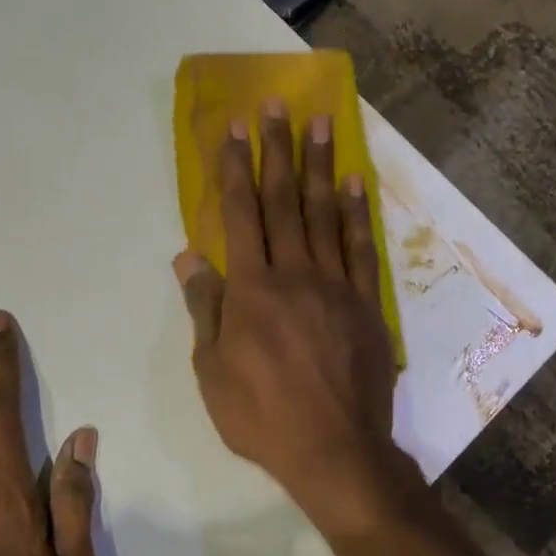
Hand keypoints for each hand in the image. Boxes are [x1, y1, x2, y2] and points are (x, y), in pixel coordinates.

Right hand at [173, 101, 402, 535]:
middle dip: (277, 151)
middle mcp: (294, 274)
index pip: (240, 215)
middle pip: (284, 201)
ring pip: (325, 214)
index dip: (235, 169)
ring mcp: (335, 286)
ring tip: (320, 124)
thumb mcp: (213, 370)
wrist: (335, 450)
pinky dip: (357, 213)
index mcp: (252, 290)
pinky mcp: (366, 304)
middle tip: (277, 105)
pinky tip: (354, 183)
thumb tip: (189, 256)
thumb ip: (205, 307)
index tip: (234, 128)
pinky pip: (361, 248)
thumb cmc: (261, 415)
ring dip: (319, 166)